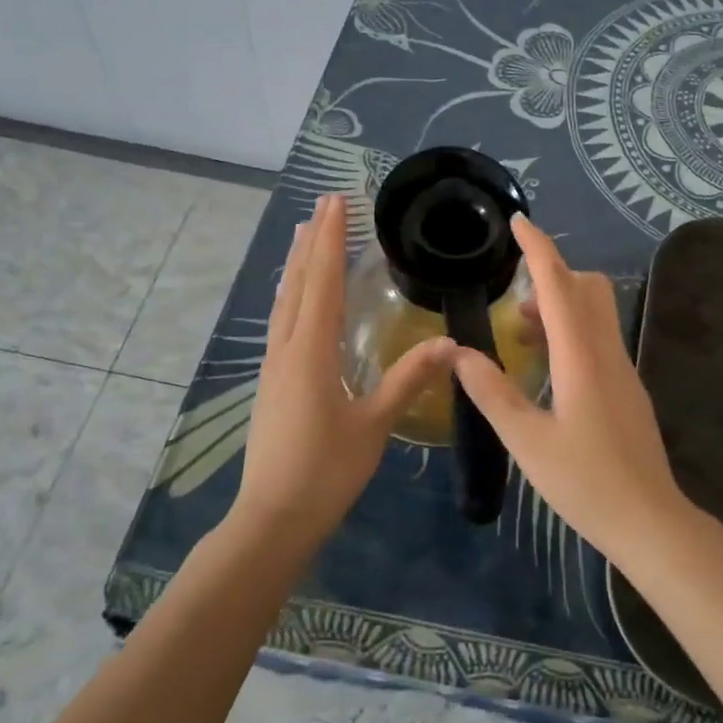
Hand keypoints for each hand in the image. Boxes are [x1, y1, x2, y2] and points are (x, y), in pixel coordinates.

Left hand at [233, 194, 454, 551]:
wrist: (273, 518)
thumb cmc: (326, 472)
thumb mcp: (374, 425)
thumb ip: (408, 379)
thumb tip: (449, 342)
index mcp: (312, 354)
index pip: (324, 284)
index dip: (331, 241)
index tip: (337, 203)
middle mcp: (287, 350)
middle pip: (298, 284)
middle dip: (311, 241)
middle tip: (323, 203)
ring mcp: (274, 366)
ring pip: (284, 301)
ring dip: (297, 264)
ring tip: (303, 233)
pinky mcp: (272, 381)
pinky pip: (281, 322)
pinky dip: (292, 294)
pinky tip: (296, 297)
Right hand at [451, 214, 692, 562]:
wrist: (650, 521)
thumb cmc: (585, 482)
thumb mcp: (526, 441)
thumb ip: (492, 392)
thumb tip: (460, 353)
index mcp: (581, 358)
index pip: (558, 285)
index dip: (538, 249)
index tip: (518, 222)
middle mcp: (606, 352)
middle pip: (587, 288)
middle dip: (551, 277)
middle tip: (513, 302)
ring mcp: (623, 369)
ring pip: (595, 313)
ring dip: (560, 307)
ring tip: (521, 334)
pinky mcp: (627, 388)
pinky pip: (599, 339)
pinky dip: (572, 332)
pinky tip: (548, 367)